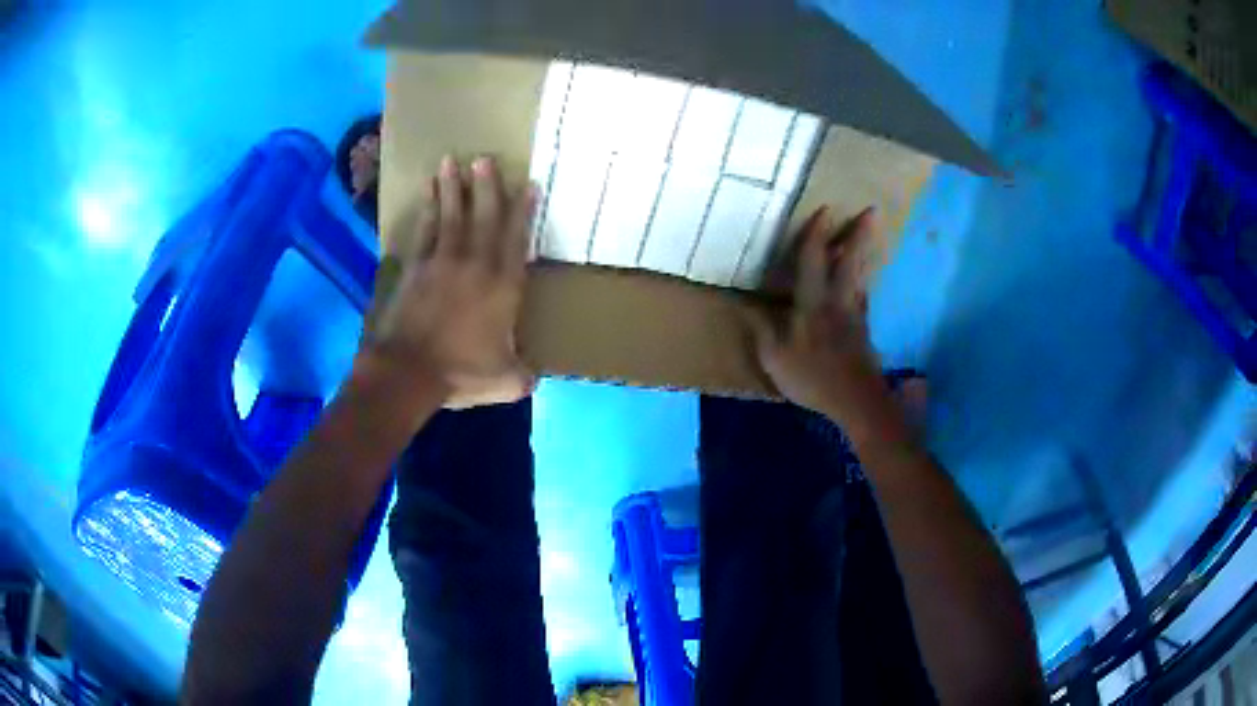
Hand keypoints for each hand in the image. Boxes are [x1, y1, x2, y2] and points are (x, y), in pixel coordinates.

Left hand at [358, 155, 536, 408]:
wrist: (408, 371)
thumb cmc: (460, 373)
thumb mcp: (506, 381)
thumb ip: (524, 374)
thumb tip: (534, 377)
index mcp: (503, 287)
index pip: (516, 239)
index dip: (523, 211)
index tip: (528, 185)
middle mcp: (475, 264)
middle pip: (483, 216)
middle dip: (486, 186)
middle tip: (484, 159)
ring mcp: (442, 262)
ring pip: (451, 215)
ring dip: (452, 187)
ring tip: (452, 161)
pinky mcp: (415, 267)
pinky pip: (424, 230)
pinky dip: (427, 209)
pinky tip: (427, 192)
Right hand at [746, 207, 887, 420]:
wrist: (856, 400)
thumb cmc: (813, 378)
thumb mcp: (775, 358)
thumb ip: (762, 329)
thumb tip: (744, 305)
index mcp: (813, 303)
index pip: (813, 261)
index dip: (816, 234)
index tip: (824, 209)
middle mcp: (838, 301)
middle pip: (851, 261)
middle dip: (859, 234)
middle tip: (873, 210)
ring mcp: (855, 315)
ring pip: (861, 276)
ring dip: (865, 252)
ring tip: (872, 234)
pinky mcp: (864, 330)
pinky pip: (864, 296)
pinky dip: (864, 281)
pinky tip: (863, 281)